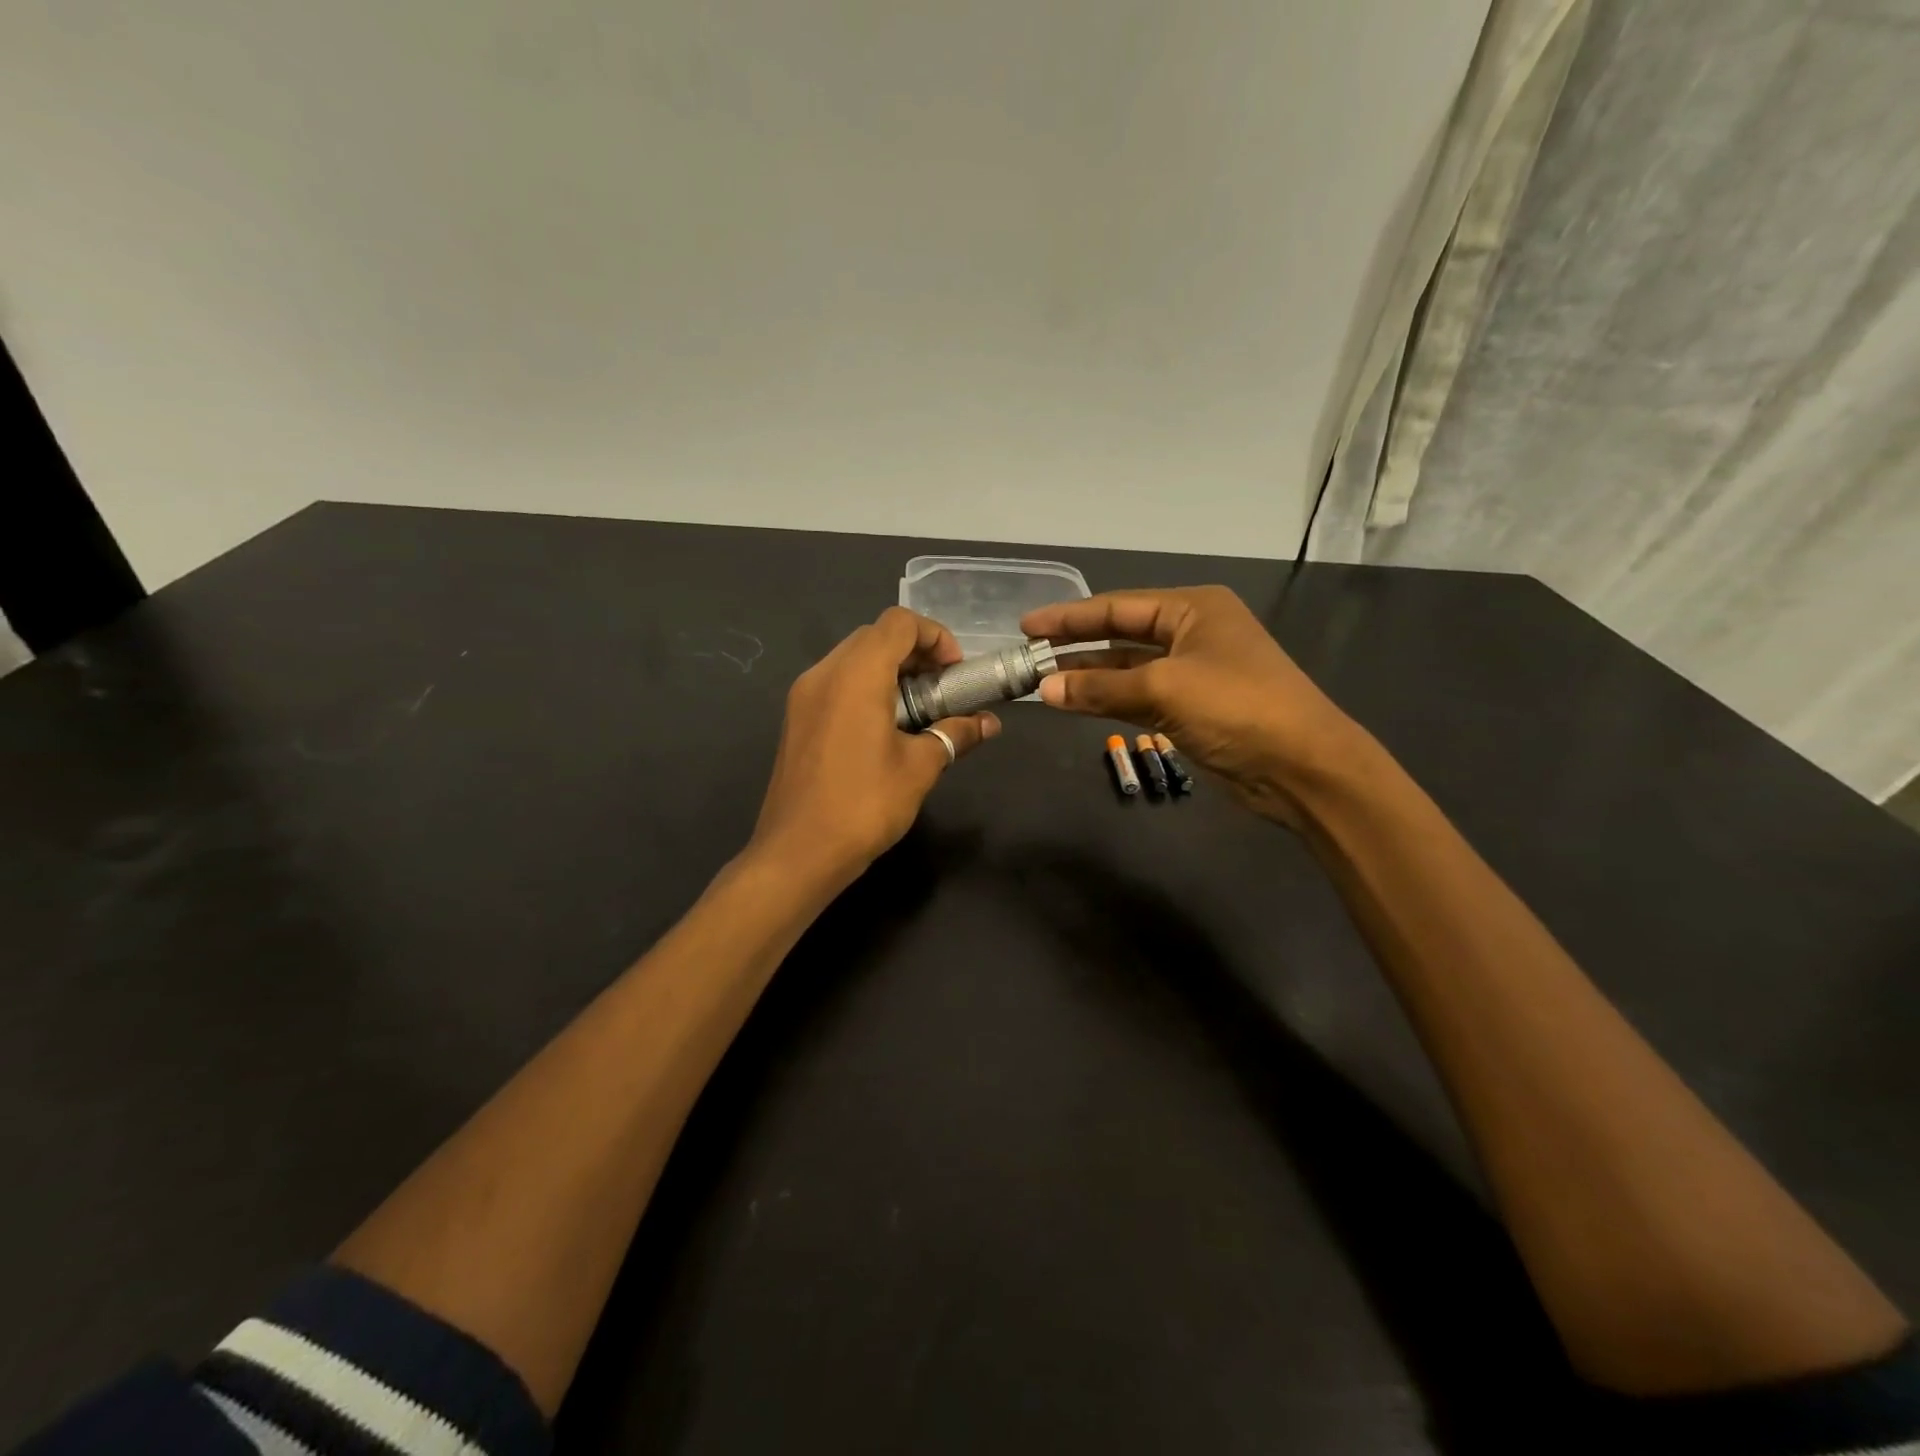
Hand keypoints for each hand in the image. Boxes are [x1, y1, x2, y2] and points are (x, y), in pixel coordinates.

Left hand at [750, 607, 999, 887]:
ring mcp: (803, 695)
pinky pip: (835, 682)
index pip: (899, 623)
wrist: (798, 852)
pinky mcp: (796, 718)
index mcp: (856, 674)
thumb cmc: (864, 805)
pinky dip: (865, 687)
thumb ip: (955, 734)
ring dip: (889, 669)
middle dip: (914, 652)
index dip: (935, 636)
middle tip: (941, 688)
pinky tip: (884, 727)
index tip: (954, 672)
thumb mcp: (920, 768)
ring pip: (852, 658)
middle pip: (874, 636)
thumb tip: (989, 723)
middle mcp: (824, 673)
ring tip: (917, 709)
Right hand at [1020, 586, 1369, 826]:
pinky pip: (1138, 697)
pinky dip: (1108, 700)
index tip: (1027, 626)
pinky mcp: (1191, 709)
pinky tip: (1074, 703)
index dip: (1069, 617)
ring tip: (1042, 681)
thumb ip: (1100, 688)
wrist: (1301, 767)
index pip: (1117, 607)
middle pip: (1121, 634)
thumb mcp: (1163, 690)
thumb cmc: (1236, 708)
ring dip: (1089, 676)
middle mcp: (1192, 633)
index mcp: (1193, 609)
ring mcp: (1193, 673)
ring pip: (1127, 669)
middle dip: (1076, 645)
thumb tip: (1044, 689)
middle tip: (1029, 654)